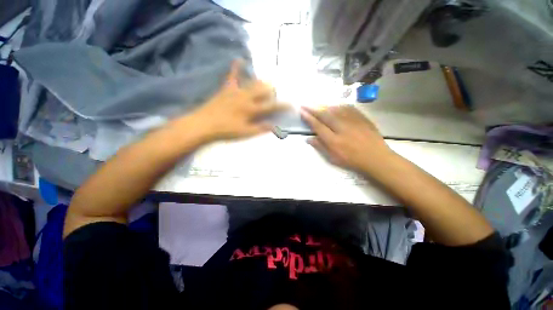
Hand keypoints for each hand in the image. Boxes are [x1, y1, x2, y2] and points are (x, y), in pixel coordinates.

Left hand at [190, 60, 288, 141]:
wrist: (204, 124)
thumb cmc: (226, 130)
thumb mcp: (245, 132)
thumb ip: (260, 128)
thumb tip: (275, 126)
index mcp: (251, 110)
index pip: (271, 106)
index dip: (282, 105)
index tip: (291, 104)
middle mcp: (246, 98)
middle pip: (263, 90)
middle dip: (272, 90)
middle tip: (277, 91)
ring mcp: (236, 91)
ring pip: (252, 82)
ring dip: (262, 82)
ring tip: (268, 81)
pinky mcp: (226, 89)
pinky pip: (232, 76)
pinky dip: (236, 67)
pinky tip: (240, 59)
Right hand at [300, 105, 392, 172]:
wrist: (376, 157)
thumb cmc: (352, 160)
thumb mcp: (333, 158)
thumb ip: (320, 146)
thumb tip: (308, 138)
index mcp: (333, 140)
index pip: (317, 126)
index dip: (308, 118)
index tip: (302, 111)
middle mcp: (341, 128)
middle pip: (325, 115)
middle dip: (313, 108)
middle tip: (305, 104)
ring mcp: (352, 121)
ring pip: (335, 109)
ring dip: (324, 106)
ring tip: (317, 104)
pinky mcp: (361, 118)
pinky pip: (348, 108)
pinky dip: (338, 105)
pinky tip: (335, 105)